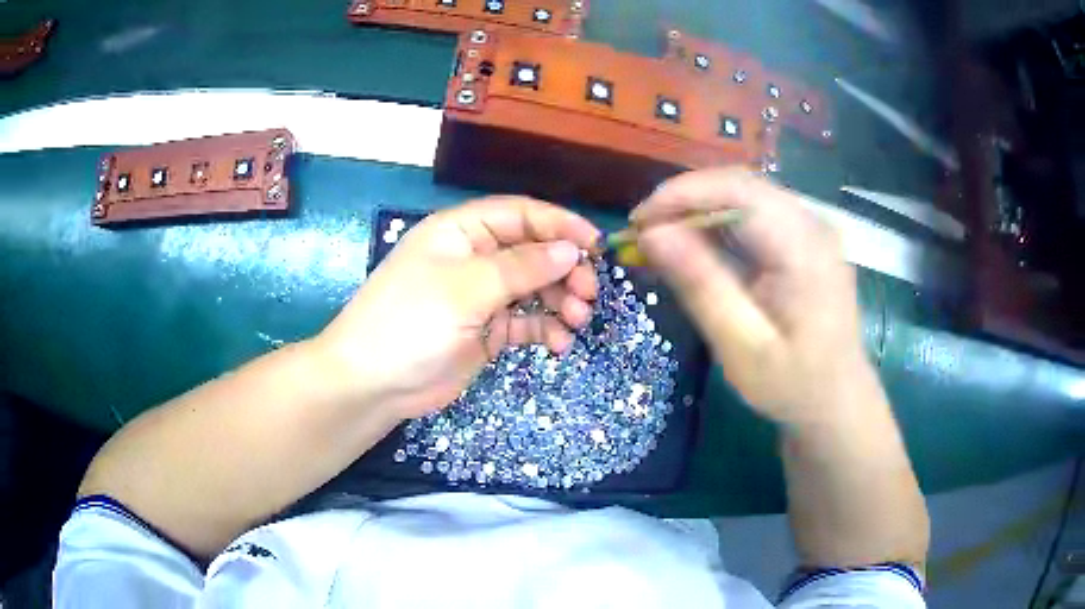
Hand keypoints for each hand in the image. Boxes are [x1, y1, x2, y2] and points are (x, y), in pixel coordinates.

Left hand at [314, 197, 599, 419]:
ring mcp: (480, 296)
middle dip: (565, 270)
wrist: (373, 384)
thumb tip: (571, 250)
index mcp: (462, 232)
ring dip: (560, 301)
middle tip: (589, 294)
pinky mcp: (485, 330)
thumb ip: (521, 268)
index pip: (520, 215)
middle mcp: (473, 258)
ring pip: (533, 288)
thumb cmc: (411, 323)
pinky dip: (545, 329)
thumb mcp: (466, 289)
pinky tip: (558, 344)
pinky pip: (525, 322)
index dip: (560, 225)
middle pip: (533, 252)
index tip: (595, 245)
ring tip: (576, 321)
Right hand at [633, 168, 873, 426]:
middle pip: (740, 185)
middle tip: (644, 233)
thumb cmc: (793, 384)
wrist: (838, 400)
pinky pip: (756, 213)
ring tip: (663, 240)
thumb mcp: (741, 346)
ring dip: (700, 210)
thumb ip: (701, 285)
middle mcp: (812, 223)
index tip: (638, 222)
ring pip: (745, 195)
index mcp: (804, 247)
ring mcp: (812, 227)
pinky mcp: (805, 238)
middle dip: (686, 200)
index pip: (737, 191)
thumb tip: (652, 234)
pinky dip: (719, 224)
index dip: (682, 195)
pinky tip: (697, 248)